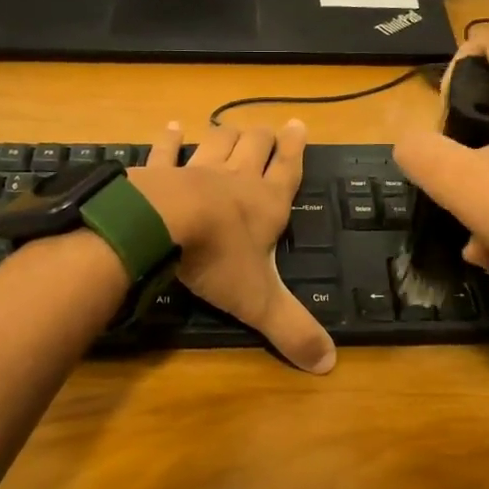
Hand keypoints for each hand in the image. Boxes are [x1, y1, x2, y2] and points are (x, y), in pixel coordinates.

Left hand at [126, 120, 336, 374]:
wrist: (161, 227)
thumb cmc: (217, 259)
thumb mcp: (260, 301)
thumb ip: (292, 329)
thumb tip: (329, 363)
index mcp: (265, 205)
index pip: (288, 171)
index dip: (295, 149)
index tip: (299, 125)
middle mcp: (236, 180)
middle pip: (254, 147)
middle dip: (263, 138)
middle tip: (269, 129)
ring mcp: (196, 170)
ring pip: (217, 143)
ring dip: (226, 135)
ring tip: (230, 128)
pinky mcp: (159, 171)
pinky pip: (167, 150)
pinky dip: (170, 139)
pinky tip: (171, 127)